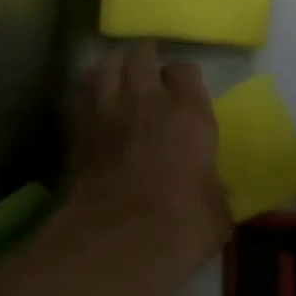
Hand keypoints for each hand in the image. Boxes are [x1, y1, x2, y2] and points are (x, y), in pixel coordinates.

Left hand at [63, 41, 230, 285]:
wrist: (117, 241)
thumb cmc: (181, 227)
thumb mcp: (216, 215)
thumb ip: (217, 195)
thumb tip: (219, 194)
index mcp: (190, 115)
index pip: (186, 70)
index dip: (182, 78)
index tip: (182, 93)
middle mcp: (148, 101)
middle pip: (142, 54)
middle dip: (144, 60)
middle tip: (147, 76)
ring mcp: (108, 111)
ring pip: (106, 64)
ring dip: (113, 67)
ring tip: (116, 79)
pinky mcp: (76, 129)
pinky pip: (82, 93)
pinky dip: (88, 92)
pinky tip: (93, 105)